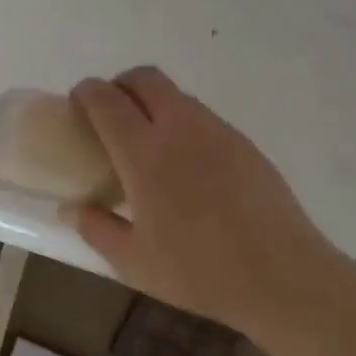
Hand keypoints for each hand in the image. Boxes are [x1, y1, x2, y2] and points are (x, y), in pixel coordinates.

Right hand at [62, 67, 341, 328]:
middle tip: (111, 116)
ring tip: (149, 144)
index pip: (106, 100)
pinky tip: (187, 166)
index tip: (77, 104)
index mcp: (144, 153)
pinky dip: (182, 124)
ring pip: (176, 95)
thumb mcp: (133, 261)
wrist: (283, 277)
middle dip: (120, 85)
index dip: (86, 93)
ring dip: (153, 103)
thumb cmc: (199, 270)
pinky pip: (202, 117)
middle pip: (144, 78)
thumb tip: (73, 208)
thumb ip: (96, 228)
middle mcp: (179, 128)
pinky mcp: (243, 143)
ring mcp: (216, 131)